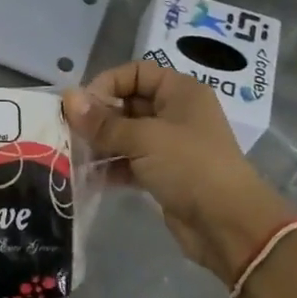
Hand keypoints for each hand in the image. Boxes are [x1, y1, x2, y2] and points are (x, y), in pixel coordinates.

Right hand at [64, 61, 296, 285]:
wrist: (228, 225)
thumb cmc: (189, 166)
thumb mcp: (143, 139)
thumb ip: (102, 122)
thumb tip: (68, 98)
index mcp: (180, 92)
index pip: (137, 72)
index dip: (108, 83)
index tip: (82, 105)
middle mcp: (176, 113)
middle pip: (129, 103)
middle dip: (99, 117)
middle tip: (70, 131)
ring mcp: (171, 146)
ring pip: (127, 135)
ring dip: (101, 143)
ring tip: (74, 155)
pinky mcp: (165, 174)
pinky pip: (131, 162)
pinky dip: (111, 167)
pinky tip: (89, 176)